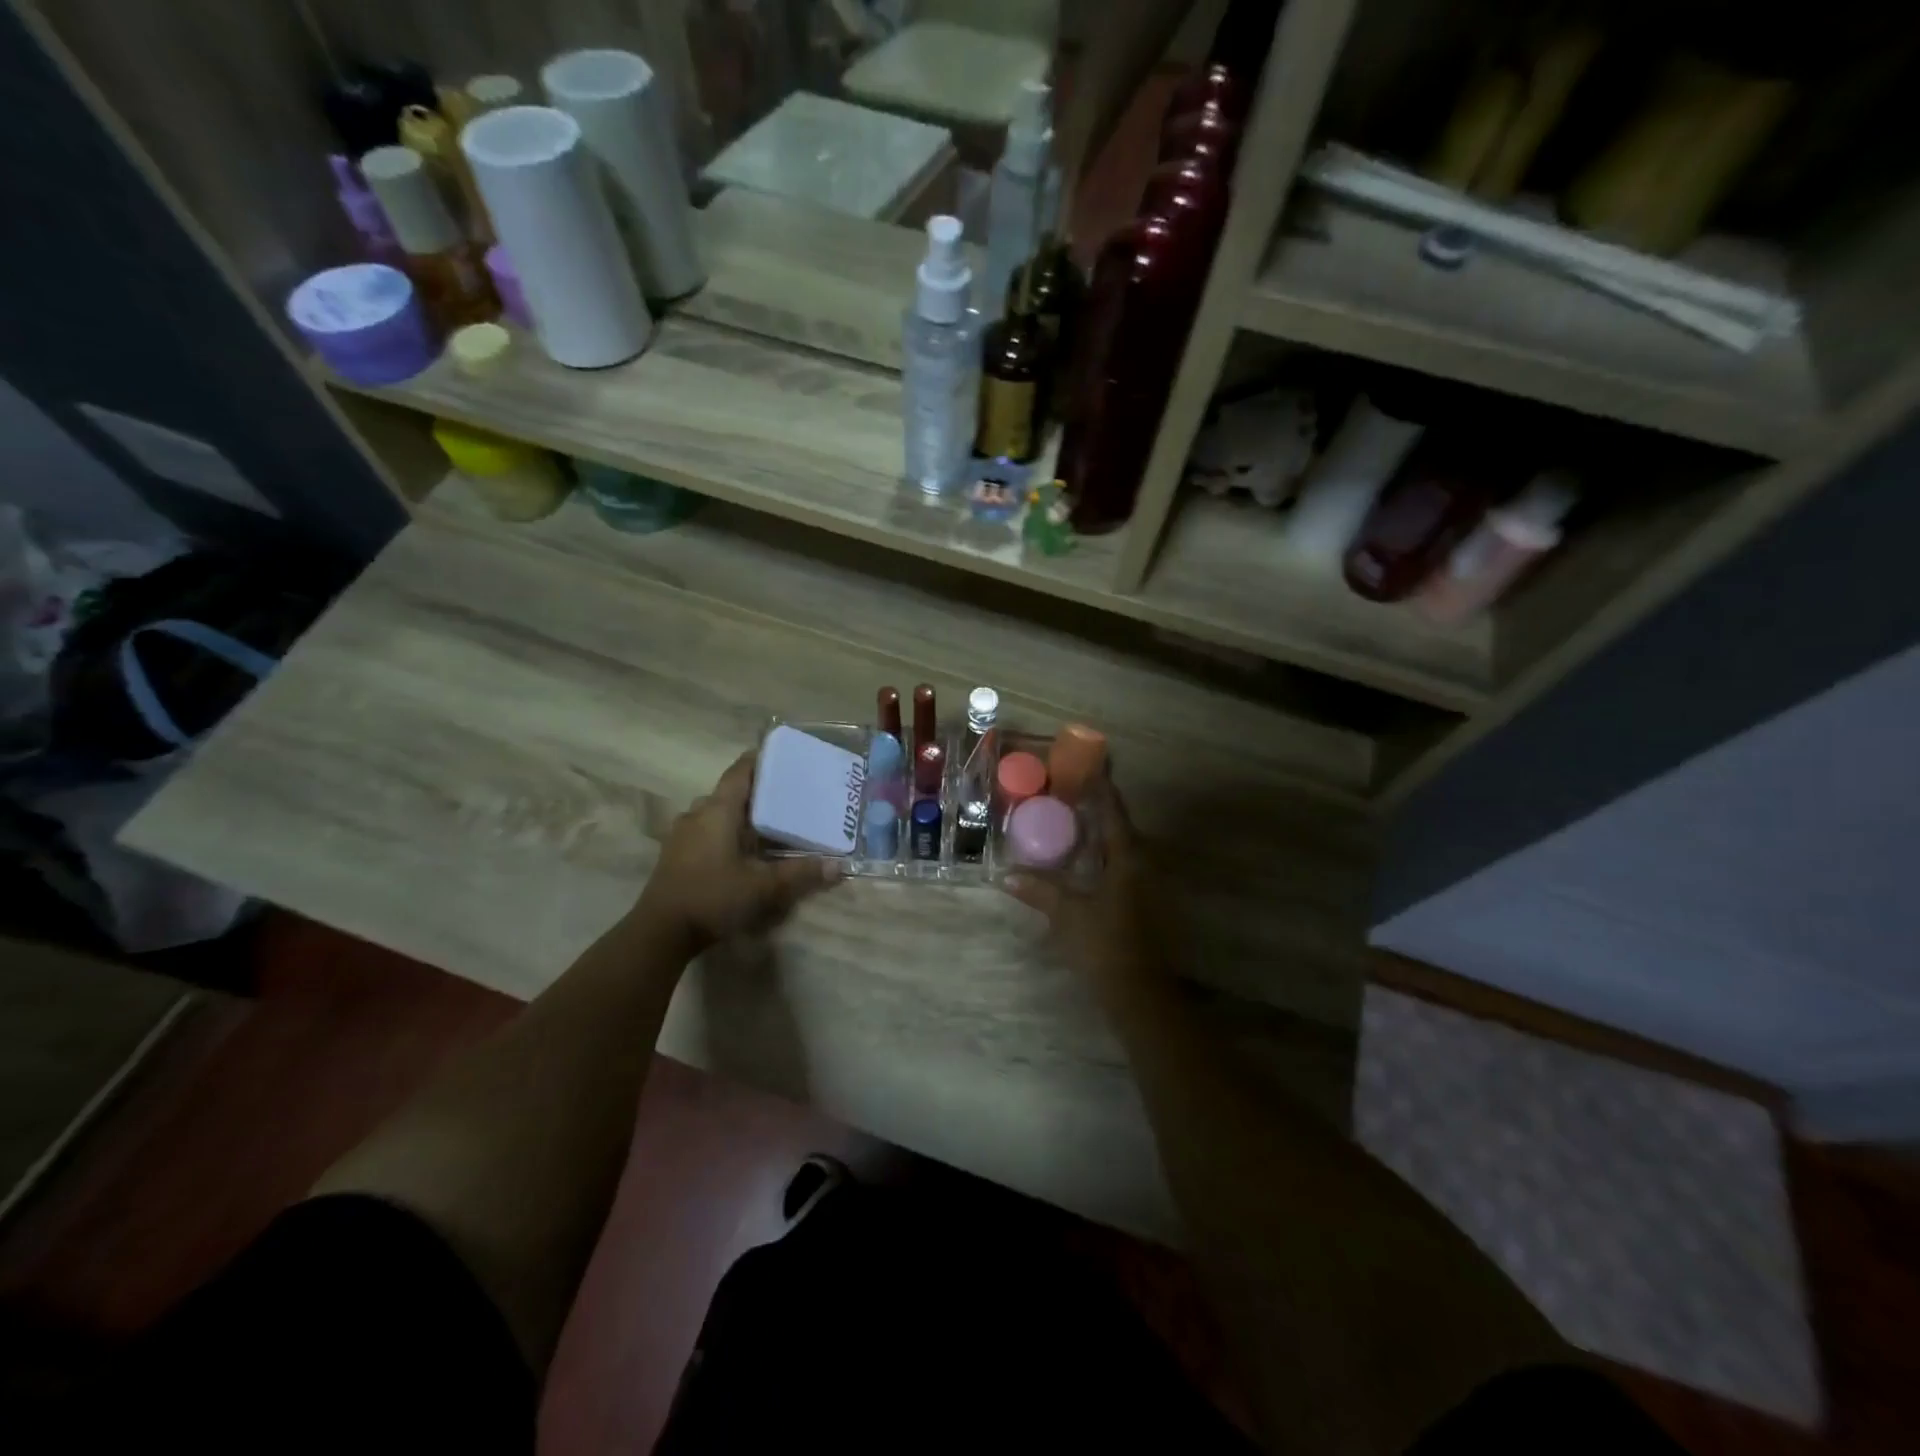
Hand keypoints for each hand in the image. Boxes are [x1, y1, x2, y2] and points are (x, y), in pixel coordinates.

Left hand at [636, 751, 843, 950]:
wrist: (660, 932)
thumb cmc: (714, 896)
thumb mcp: (763, 887)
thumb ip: (800, 873)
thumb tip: (838, 866)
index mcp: (718, 810)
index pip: (740, 771)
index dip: (760, 759)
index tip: (782, 756)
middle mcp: (697, 814)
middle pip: (729, 792)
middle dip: (755, 793)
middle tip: (785, 797)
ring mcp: (681, 834)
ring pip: (715, 813)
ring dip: (738, 815)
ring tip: (765, 825)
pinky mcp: (675, 855)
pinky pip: (705, 831)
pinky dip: (724, 832)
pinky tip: (740, 851)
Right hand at [1002, 778, 1168, 996]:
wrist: (1141, 993)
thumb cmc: (1105, 946)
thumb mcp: (1067, 915)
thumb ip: (1039, 891)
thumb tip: (1005, 875)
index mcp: (1128, 858)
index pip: (1114, 811)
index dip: (1102, 787)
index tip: (1088, 765)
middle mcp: (1143, 864)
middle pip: (1120, 826)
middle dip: (1098, 808)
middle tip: (1069, 793)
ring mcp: (1148, 885)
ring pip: (1122, 848)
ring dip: (1100, 834)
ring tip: (1072, 822)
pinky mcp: (1144, 903)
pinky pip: (1122, 866)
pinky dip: (1103, 856)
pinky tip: (1084, 862)